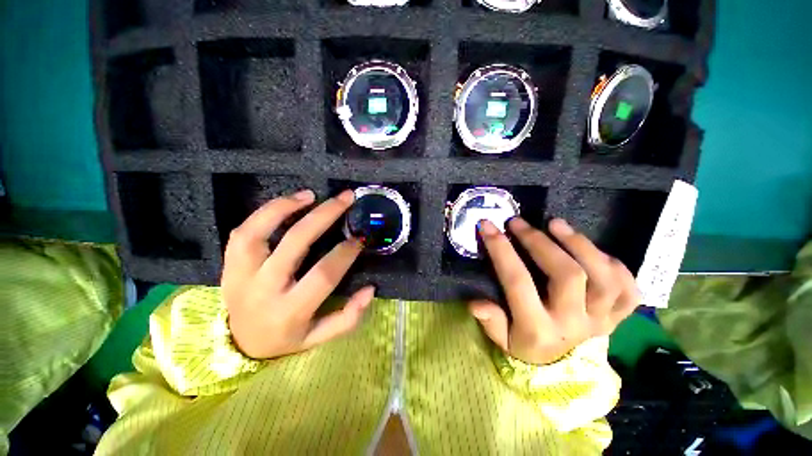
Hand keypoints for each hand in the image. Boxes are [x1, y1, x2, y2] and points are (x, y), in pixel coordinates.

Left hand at [222, 189, 374, 359]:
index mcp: (290, 310)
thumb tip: (370, 289)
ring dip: (286, 207)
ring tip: (311, 195)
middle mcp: (263, 289)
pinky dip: (264, 213)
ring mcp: (241, 274)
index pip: (323, 274)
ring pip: (258, 231)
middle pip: (295, 243)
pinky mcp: (228, 265)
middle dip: (325, 216)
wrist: (239, 345)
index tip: (360, 238)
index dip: (345, 253)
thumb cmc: (284, 340)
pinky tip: (287, 203)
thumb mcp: (318, 339)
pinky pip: (242, 232)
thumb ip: (347, 317)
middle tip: (345, 199)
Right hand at [469, 218, 639, 364]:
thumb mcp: (502, 339)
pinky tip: (592, 252)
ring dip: (580, 244)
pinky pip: (628, 288)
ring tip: (556, 224)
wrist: (562, 368)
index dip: (501, 249)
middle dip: (539, 241)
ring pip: (604, 277)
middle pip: (567, 274)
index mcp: (537, 329)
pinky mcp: (618, 317)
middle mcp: (573, 324)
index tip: (488, 227)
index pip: (517, 281)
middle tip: (518, 223)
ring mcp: (601, 320)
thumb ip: (491, 321)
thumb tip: (475, 303)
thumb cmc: (526, 344)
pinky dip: (615, 265)